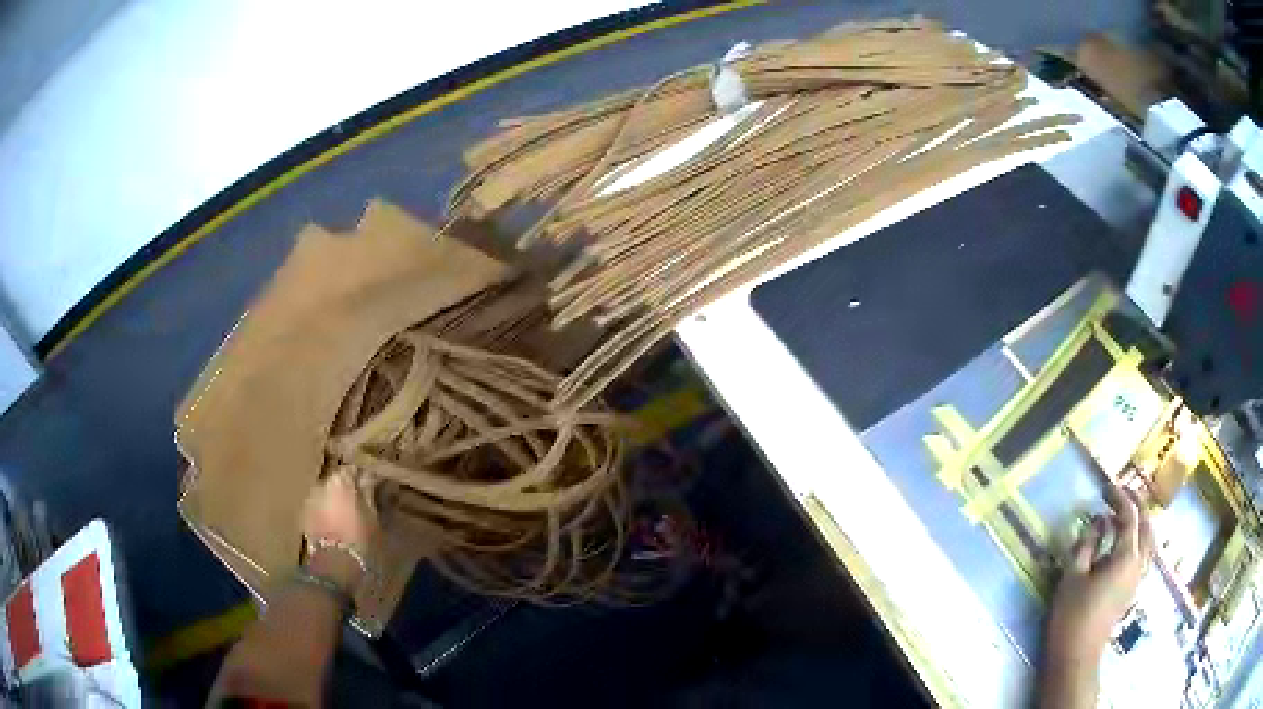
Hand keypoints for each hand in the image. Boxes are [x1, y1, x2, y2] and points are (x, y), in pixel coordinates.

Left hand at [300, 468, 379, 588]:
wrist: (334, 565)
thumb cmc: (359, 538)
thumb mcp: (372, 516)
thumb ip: (369, 492)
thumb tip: (371, 475)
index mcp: (339, 480)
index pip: (353, 468)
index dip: (363, 476)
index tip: (372, 485)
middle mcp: (320, 484)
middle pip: (336, 480)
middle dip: (347, 488)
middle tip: (360, 501)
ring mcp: (309, 500)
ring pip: (326, 494)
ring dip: (335, 500)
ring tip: (347, 515)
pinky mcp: (303, 517)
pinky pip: (318, 508)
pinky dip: (326, 512)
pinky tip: (335, 525)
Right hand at [1047, 483, 1154, 663]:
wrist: (1077, 656)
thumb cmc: (1072, 616)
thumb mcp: (1073, 577)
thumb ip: (1087, 545)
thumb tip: (1097, 522)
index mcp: (1126, 556)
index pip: (1129, 516)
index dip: (1119, 498)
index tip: (1106, 487)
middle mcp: (1139, 563)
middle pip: (1146, 525)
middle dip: (1136, 506)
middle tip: (1120, 495)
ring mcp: (1138, 578)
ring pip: (1149, 541)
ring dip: (1141, 523)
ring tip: (1126, 516)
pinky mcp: (1133, 590)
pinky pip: (1145, 555)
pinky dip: (1140, 541)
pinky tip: (1126, 545)